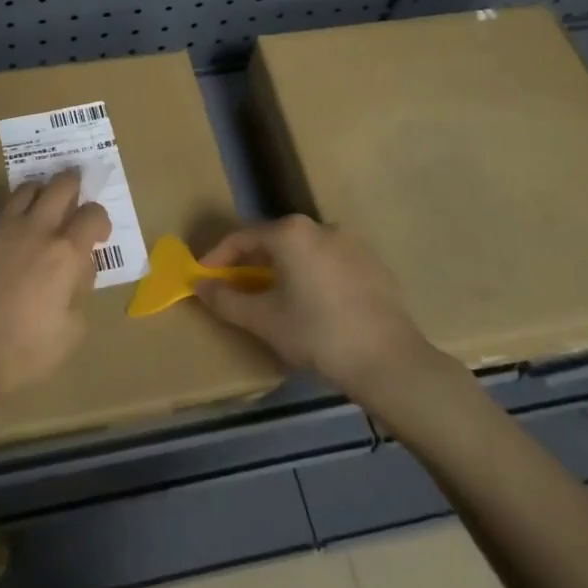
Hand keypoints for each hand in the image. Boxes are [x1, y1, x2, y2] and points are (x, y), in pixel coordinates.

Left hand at [0, 170, 110, 398]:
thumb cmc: (27, 351)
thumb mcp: (73, 329)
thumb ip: (81, 290)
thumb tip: (78, 269)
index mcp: (65, 253)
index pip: (93, 214)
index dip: (100, 219)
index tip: (96, 232)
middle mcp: (35, 230)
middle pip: (60, 186)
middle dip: (72, 183)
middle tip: (72, 190)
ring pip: (23, 191)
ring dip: (36, 196)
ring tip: (36, 209)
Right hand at [194, 215, 447, 397]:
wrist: (388, 360)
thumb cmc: (316, 333)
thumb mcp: (262, 319)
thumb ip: (225, 299)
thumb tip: (199, 285)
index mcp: (291, 233)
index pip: (242, 238)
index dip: (218, 258)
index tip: (204, 279)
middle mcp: (322, 227)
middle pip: (275, 241)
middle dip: (251, 264)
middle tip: (236, 289)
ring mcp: (353, 244)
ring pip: (304, 252)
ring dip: (283, 270)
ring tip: (274, 300)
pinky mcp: (374, 265)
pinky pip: (330, 264)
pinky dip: (312, 278)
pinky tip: (313, 306)